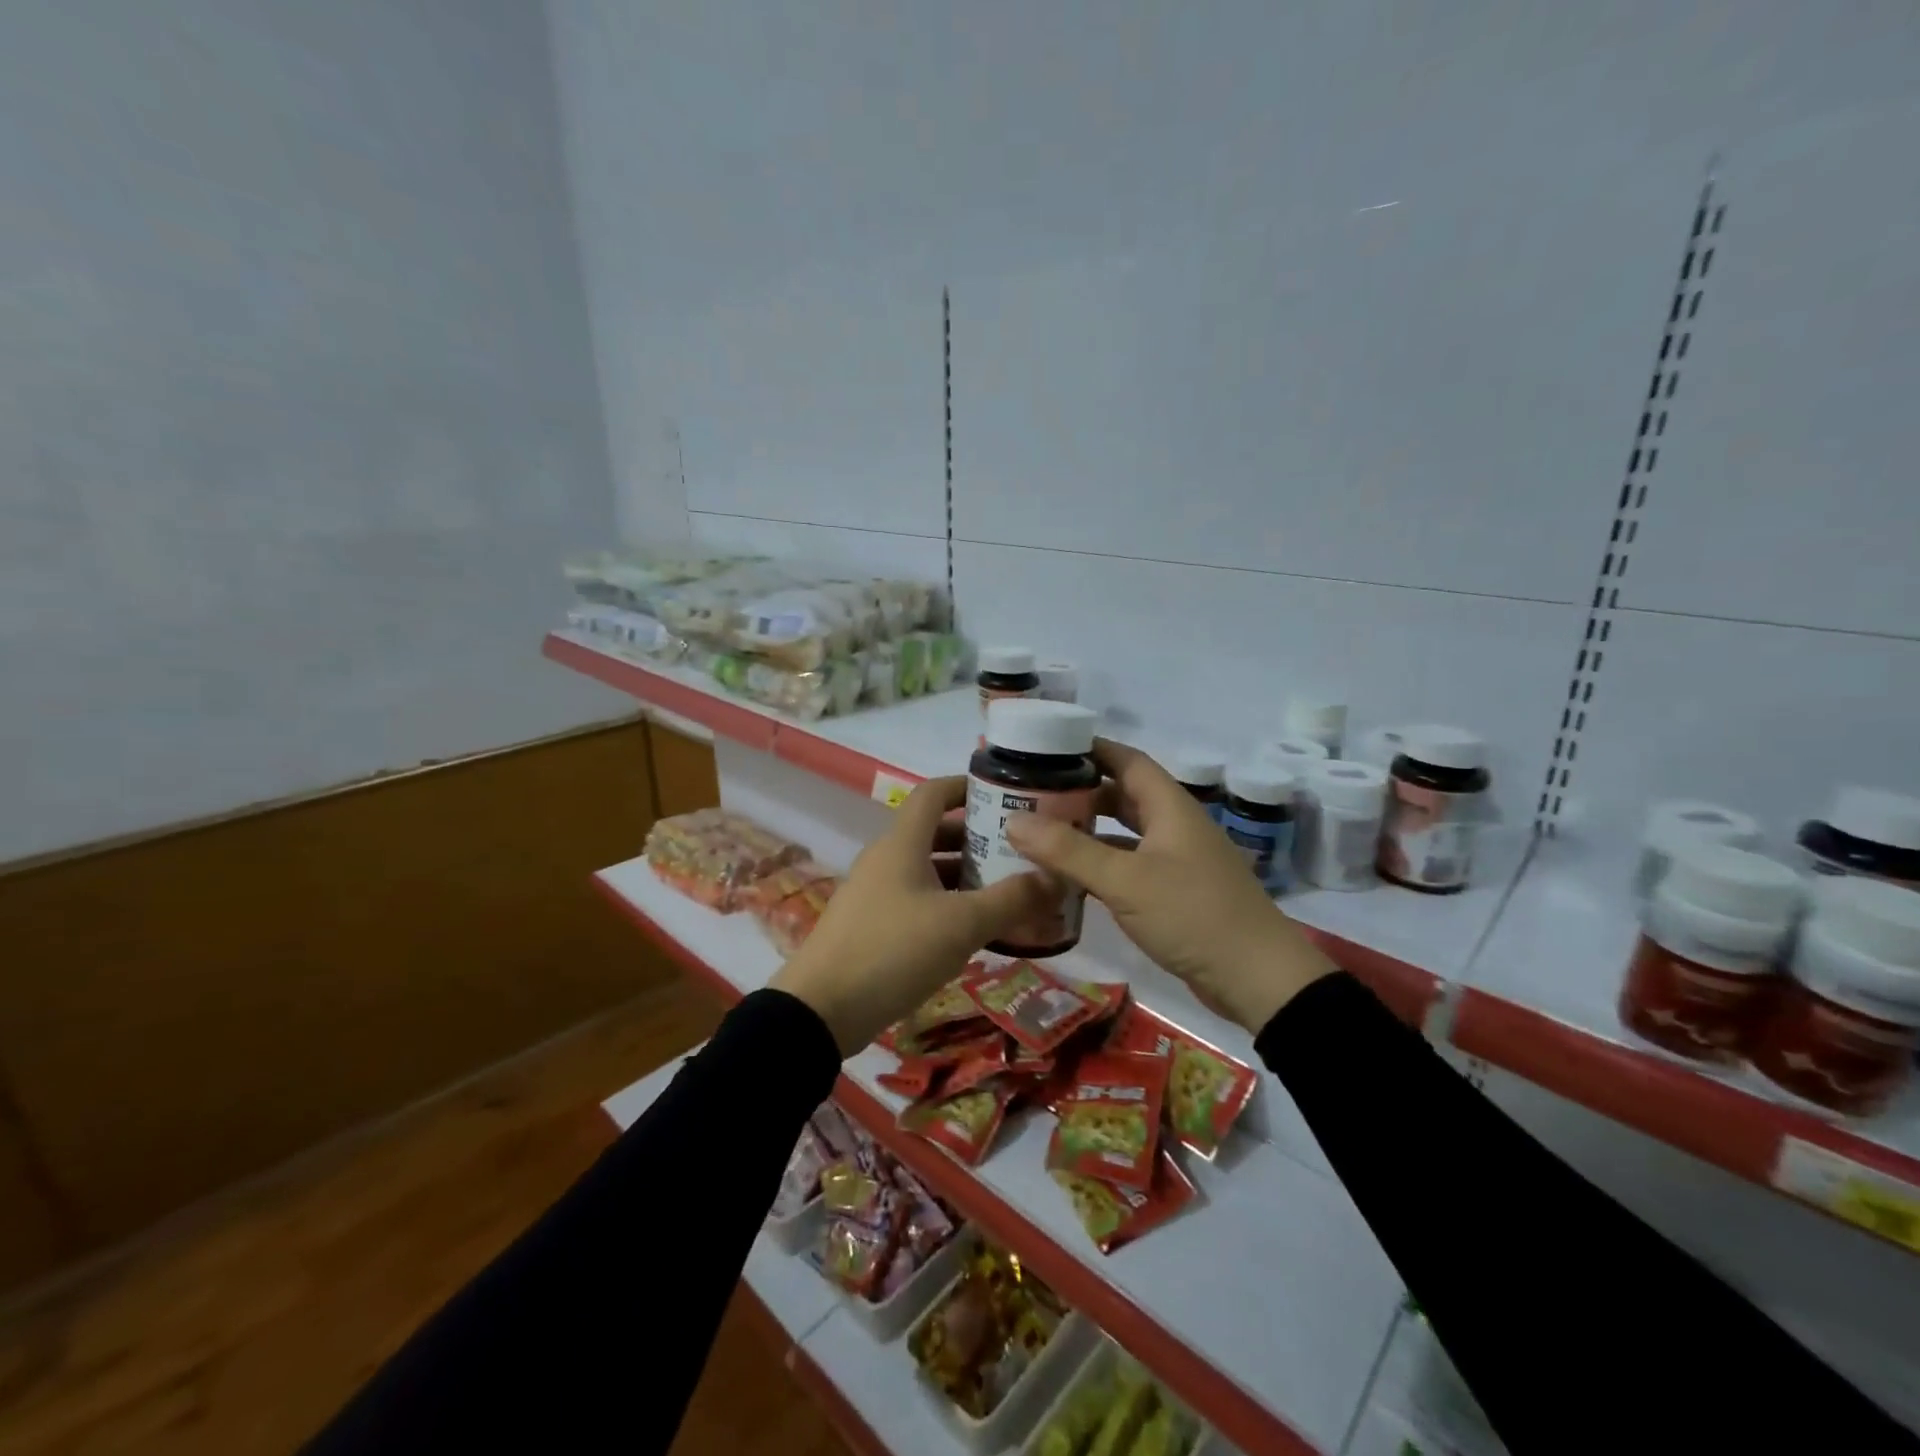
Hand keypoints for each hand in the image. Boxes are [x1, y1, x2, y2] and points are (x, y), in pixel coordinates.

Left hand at [770, 777, 1053, 1054]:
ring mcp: (876, 894)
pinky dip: (949, 905)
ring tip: (1009, 891)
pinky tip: (977, 930)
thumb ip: (1011, 900)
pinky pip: (918, 901)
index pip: (934, 793)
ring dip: (966, 876)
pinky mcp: (872, 926)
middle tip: (1021, 852)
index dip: (967, 786)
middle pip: (935, 833)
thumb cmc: (892, 951)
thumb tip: (1057, 876)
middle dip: (978, 839)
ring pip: (928, 871)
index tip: (1006, 795)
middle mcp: (886, 860)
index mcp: (902, 844)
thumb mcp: (960, 925)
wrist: (820, 1010)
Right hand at [1005, 739, 1334, 1033]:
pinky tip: (1072, 878)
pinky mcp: (1177, 894)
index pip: (1128, 760)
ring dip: (1090, 830)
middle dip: (1082, 791)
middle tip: (1035, 794)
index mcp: (1170, 807)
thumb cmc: (1193, 915)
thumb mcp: (1125, 881)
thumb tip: (1013, 819)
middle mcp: (1175, 826)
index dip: (1092, 749)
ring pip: (1126, 833)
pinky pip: (1131, 866)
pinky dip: (1102, 865)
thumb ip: (1068, 850)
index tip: (1049, 747)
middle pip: (1125, 795)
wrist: (1259, 980)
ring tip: (1043, 832)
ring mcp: (1178, 861)